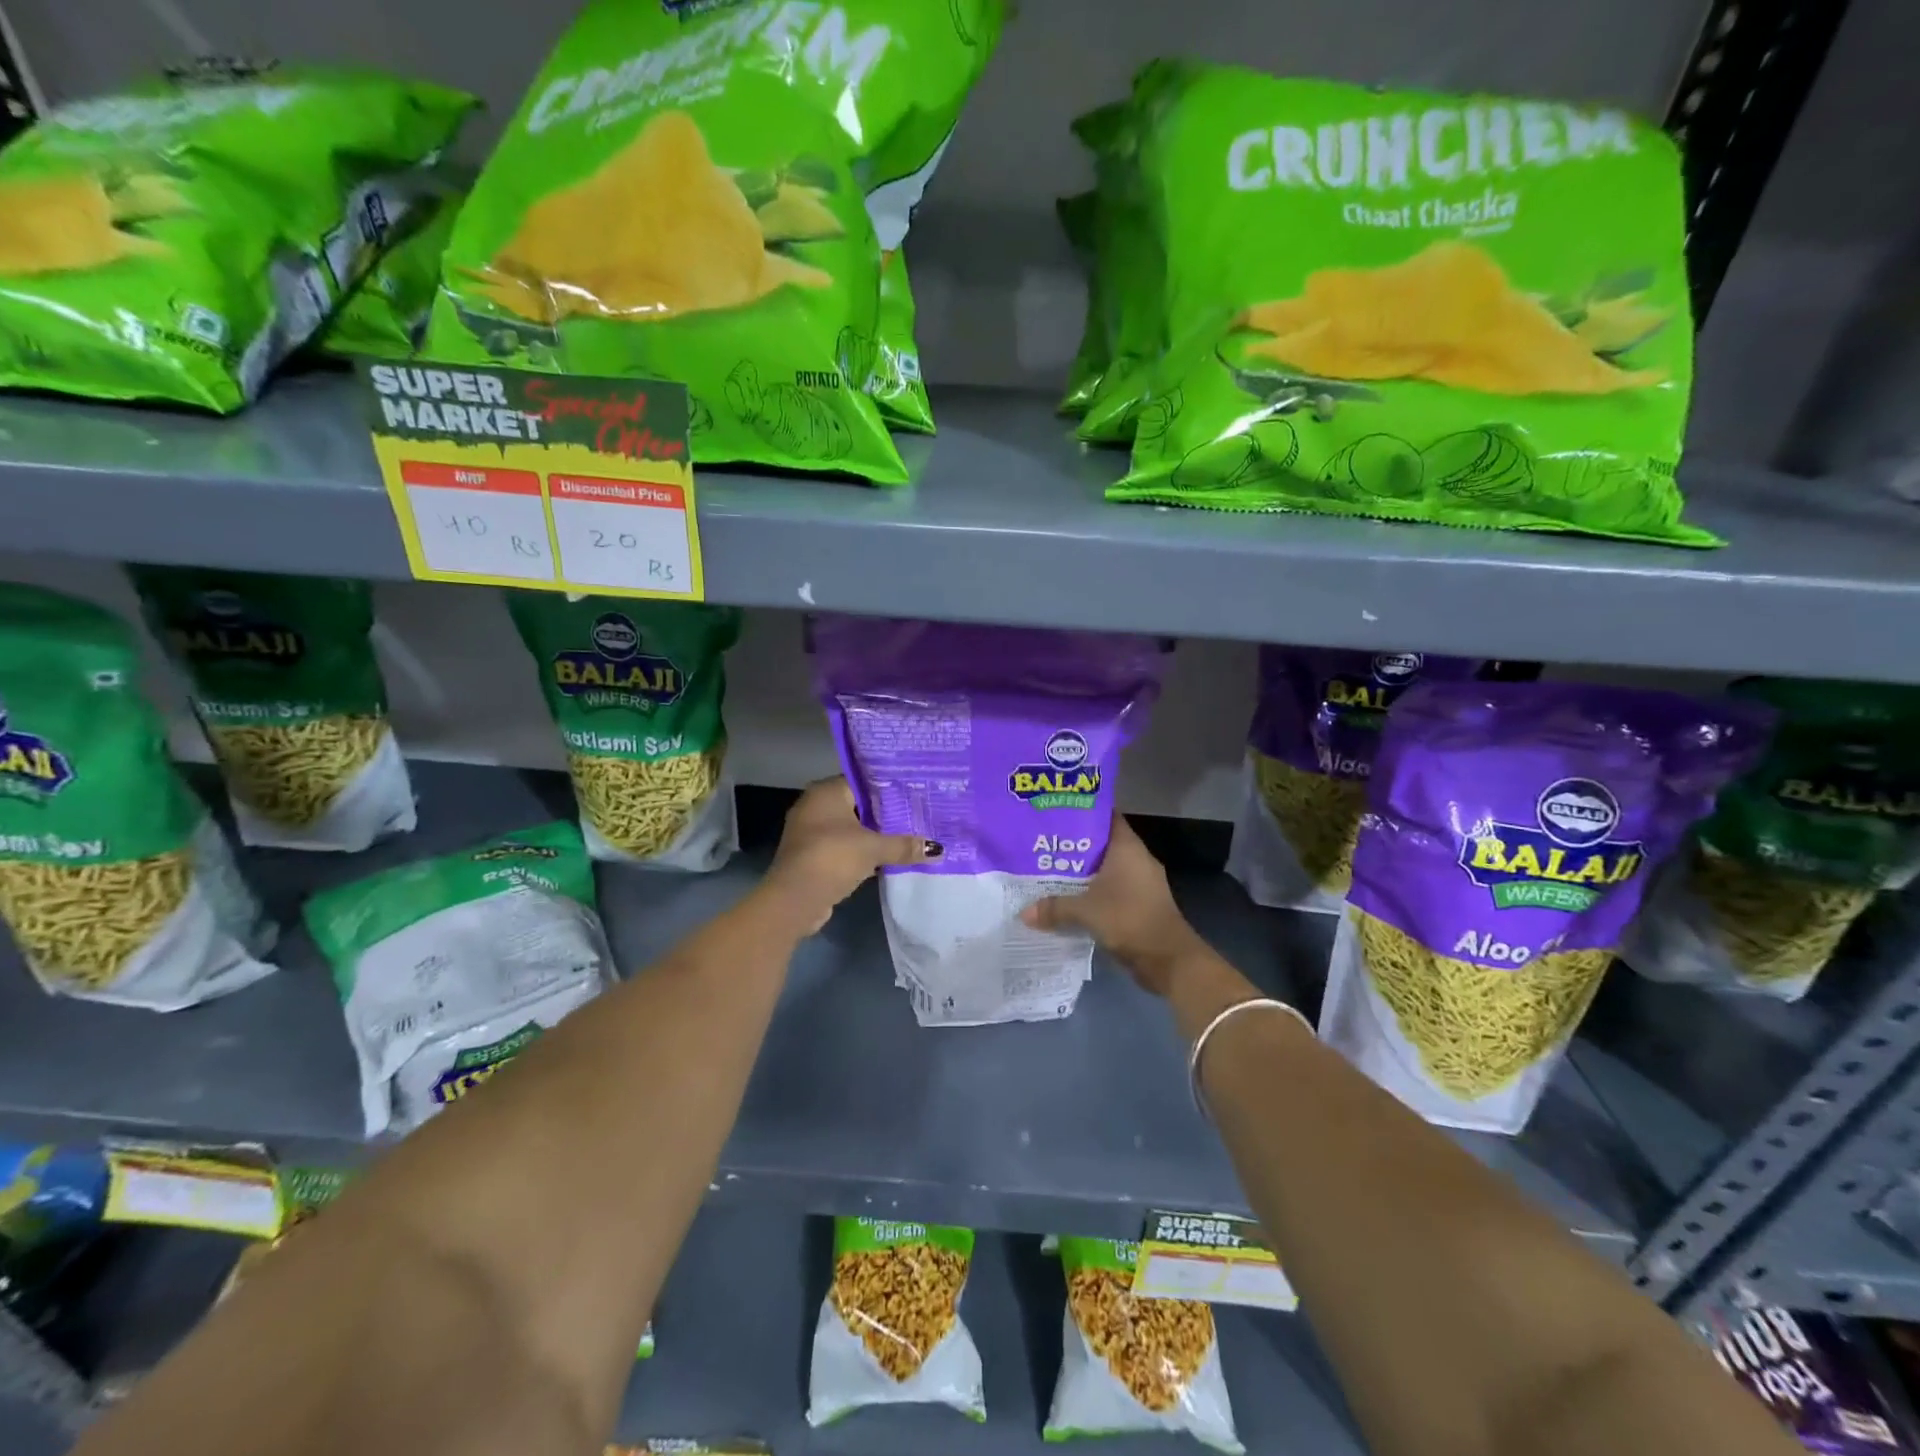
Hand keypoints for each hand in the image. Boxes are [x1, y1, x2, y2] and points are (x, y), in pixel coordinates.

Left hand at [761, 777, 937, 933]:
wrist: (794, 899)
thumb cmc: (832, 857)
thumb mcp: (873, 848)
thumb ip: (904, 845)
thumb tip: (938, 849)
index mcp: (825, 792)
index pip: (862, 780)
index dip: (889, 787)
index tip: (914, 791)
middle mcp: (814, 806)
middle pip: (857, 804)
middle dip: (884, 812)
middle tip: (916, 813)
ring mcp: (810, 832)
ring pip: (850, 828)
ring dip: (873, 835)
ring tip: (907, 835)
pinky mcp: (812, 856)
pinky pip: (843, 847)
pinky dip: (861, 851)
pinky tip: (886, 858)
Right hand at [1020, 815, 1206, 996]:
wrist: (1168, 959)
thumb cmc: (1128, 919)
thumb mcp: (1085, 911)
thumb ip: (1054, 907)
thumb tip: (1024, 912)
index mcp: (1127, 847)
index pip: (1106, 816)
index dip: (1082, 812)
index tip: (1056, 813)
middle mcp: (1136, 859)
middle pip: (1102, 843)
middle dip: (1074, 845)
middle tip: (1043, 844)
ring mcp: (1141, 883)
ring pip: (1106, 869)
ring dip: (1082, 872)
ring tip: (1050, 872)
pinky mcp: (1140, 904)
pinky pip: (1111, 890)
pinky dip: (1093, 893)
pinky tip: (1070, 900)